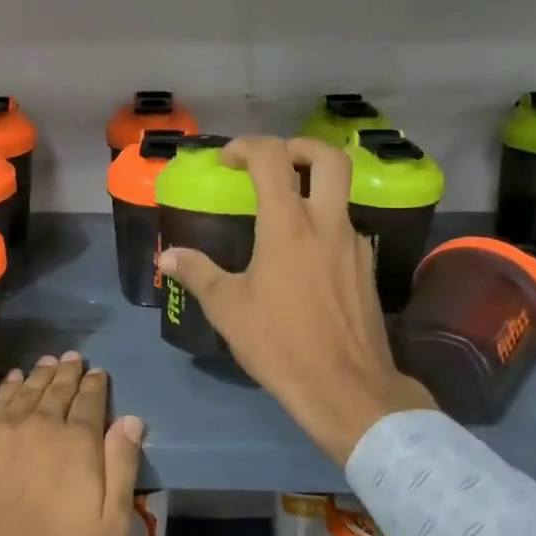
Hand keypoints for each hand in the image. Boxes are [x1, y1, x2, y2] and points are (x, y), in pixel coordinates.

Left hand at [0, 353, 145, 535]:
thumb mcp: (109, 521)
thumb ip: (121, 465)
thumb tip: (130, 419)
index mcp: (78, 441)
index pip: (90, 401)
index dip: (96, 385)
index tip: (99, 373)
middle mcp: (43, 423)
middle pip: (59, 389)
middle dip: (69, 372)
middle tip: (74, 358)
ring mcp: (7, 428)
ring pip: (28, 389)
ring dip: (41, 373)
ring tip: (49, 360)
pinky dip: (8, 386)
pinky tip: (14, 378)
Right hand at [159, 136, 432, 464]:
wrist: (347, 389)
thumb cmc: (280, 344)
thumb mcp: (228, 309)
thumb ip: (198, 273)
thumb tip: (168, 257)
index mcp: (288, 225)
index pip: (272, 158)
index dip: (246, 147)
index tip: (227, 161)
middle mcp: (326, 223)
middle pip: (328, 157)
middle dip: (297, 147)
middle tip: (272, 163)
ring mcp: (353, 243)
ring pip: (341, 192)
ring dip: (312, 187)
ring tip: (282, 212)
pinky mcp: (367, 267)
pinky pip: (345, 227)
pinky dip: (323, 223)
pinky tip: (303, 256)